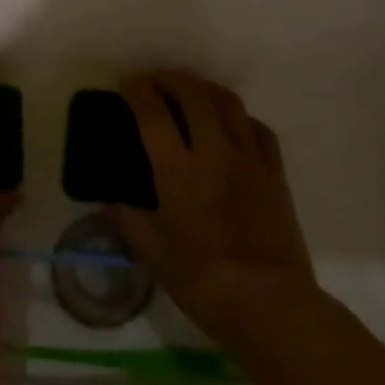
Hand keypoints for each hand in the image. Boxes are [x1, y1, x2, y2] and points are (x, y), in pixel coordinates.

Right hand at [113, 71, 316, 346]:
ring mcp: (249, 158)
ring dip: (204, 89)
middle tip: (155, 82)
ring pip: (228, 102)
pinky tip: (231, 126)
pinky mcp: (275, 172)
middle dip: (170, 78)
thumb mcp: (155, 257)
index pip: (152, 113)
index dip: (137, 91)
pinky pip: (258, 128)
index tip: (126, 85)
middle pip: (193, 94)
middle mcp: (214, 152)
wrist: (271, 305)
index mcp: (178, 171)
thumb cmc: (204, 283)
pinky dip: (239, 117)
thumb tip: (110, 205)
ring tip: (191, 93)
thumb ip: (129, 223)